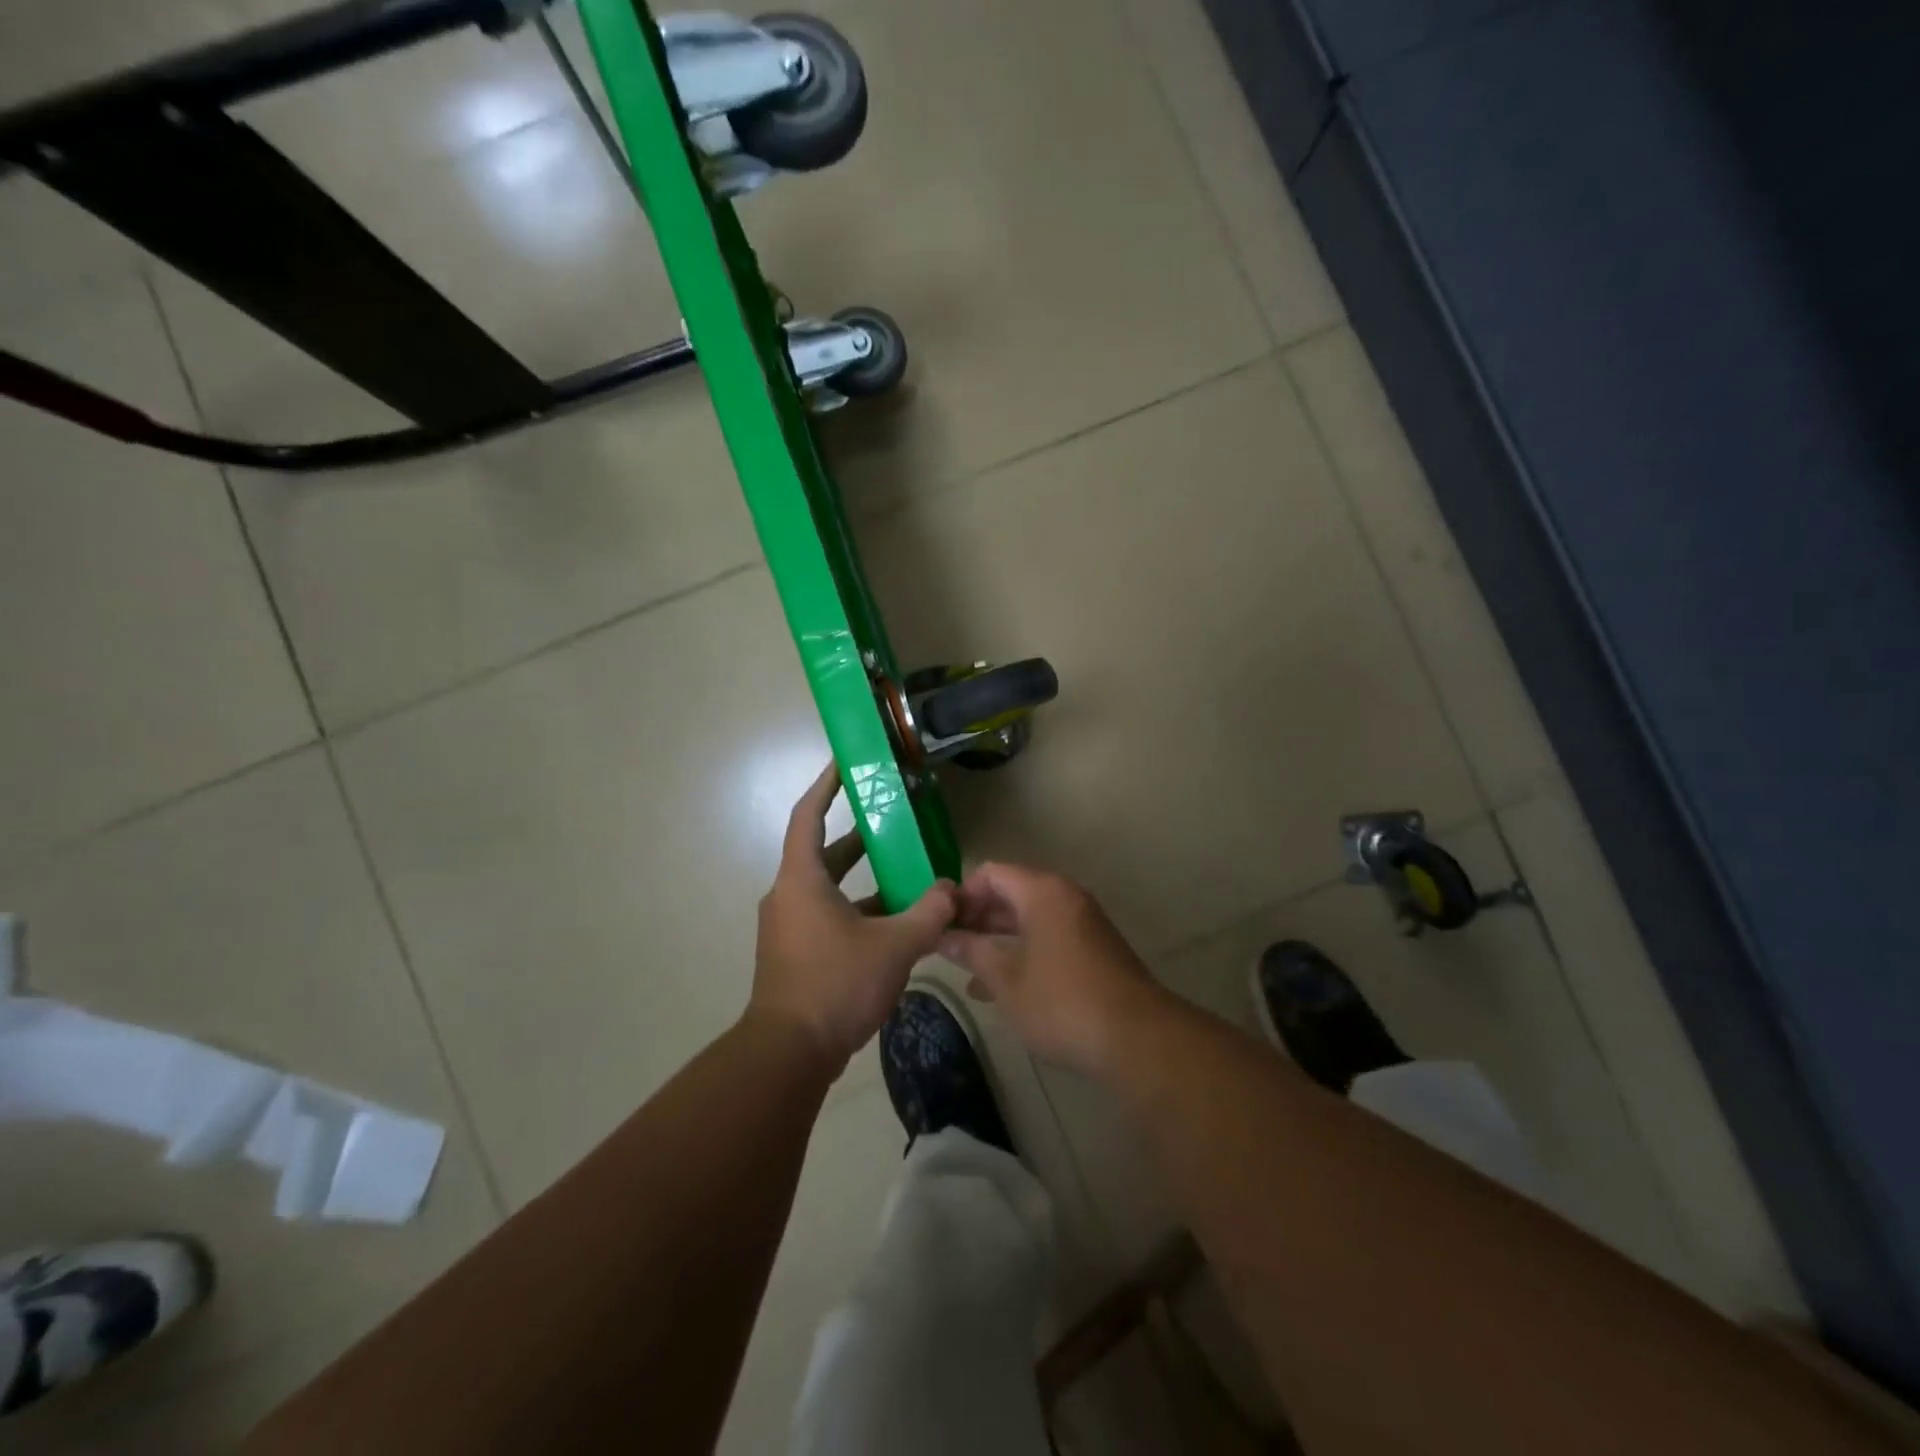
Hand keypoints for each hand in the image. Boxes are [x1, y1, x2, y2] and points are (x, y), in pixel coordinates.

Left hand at [751, 764, 956, 1069]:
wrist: (789, 1053)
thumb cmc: (836, 985)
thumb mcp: (894, 946)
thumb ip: (929, 913)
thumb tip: (952, 890)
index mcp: (802, 880)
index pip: (809, 815)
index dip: (827, 785)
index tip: (845, 763)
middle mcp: (789, 895)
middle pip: (824, 852)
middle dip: (859, 834)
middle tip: (893, 816)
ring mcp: (789, 926)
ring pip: (829, 888)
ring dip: (863, 878)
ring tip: (906, 870)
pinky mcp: (796, 953)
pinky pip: (829, 915)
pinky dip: (858, 909)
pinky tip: (895, 922)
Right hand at [939, 863, 1168, 1075]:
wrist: (1136, 1038)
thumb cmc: (1061, 1002)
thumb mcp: (1006, 979)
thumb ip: (972, 952)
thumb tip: (943, 936)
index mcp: (1042, 892)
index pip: (991, 873)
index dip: (962, 895)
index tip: (941, 925)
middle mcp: (1065, 897)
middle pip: (1011, 892)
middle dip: (978, 919)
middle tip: (949, 949)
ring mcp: (1083, 922)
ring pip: (1030, 919)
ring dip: (998, 940)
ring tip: (969, 973)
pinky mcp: (1094, 949)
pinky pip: (1048, 937)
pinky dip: (1023, 952)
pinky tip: (1003, 987)